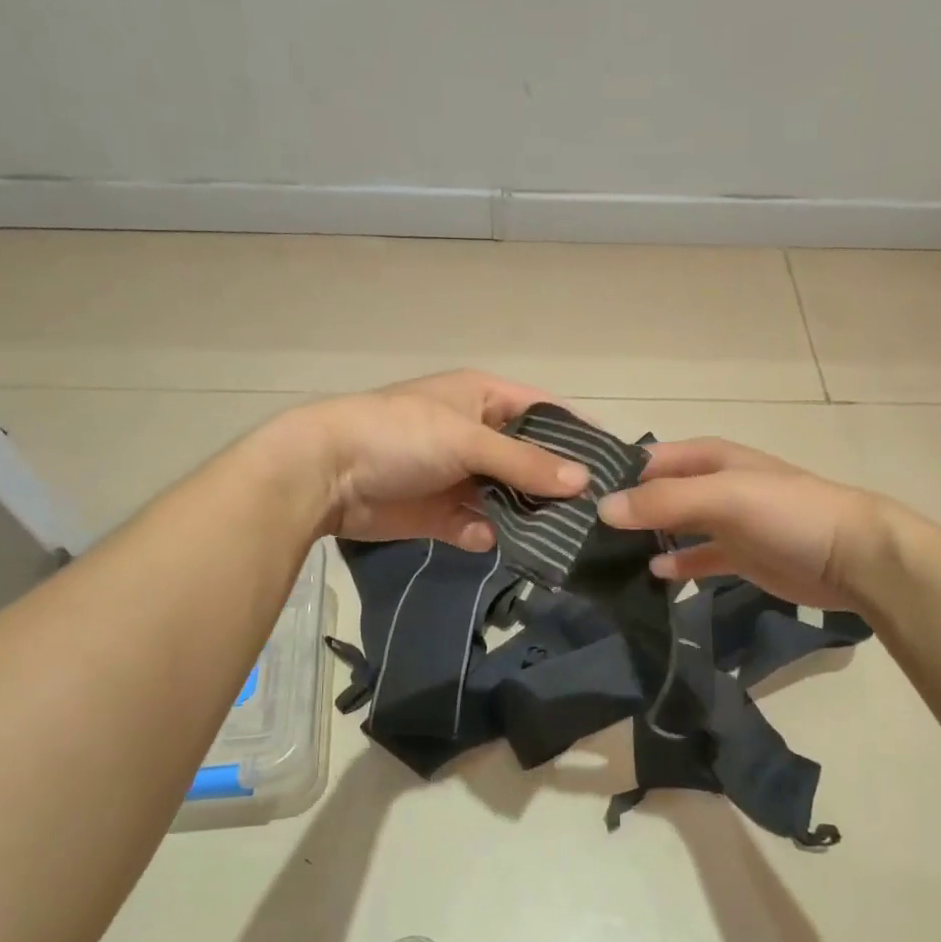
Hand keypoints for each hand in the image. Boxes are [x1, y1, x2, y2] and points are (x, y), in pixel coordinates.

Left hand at [276, 370, 589, 548]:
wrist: (326, 475)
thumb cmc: (400, 435)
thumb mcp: (467, 439)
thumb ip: (524, 461)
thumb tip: (583, 481)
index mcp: (483, 399)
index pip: (544, 412)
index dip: (577, 434)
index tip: (615, 463)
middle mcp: (475, 436)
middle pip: (529, 461)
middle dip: (555, 485)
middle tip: (596, 513)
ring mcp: (458, 477)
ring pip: (507, 498)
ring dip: (526, 516)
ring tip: (562, 539)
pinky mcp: (440, 514)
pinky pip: (477, 526)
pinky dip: (486, 535)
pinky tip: (492, 542)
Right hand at [597, 438, 885, 609]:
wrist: (853, 557)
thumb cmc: (788, 513)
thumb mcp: (724, 497)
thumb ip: (664, 501)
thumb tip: (603, 509)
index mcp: (708, 459)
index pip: (647, 460)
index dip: (614, 476)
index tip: (574, 500)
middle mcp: (712, 486)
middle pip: (657, 494)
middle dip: (624, 510)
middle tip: (578, 535)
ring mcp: (725, 522)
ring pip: (673, 527)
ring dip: (645, 538)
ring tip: (603, 557)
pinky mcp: (737, 557)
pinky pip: (695, 558)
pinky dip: (676, 565)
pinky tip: (652, 575)